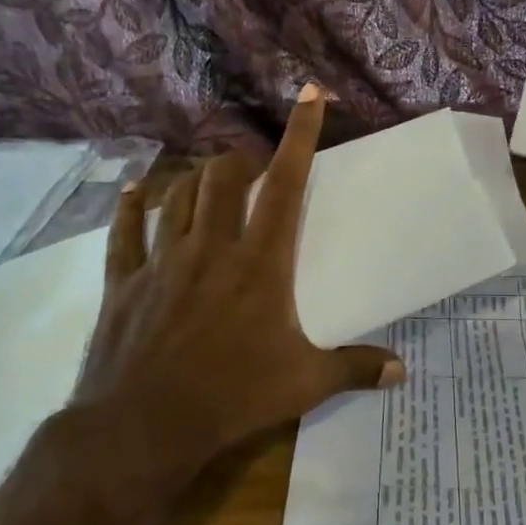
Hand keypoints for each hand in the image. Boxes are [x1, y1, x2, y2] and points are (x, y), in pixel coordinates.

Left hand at [71, 84, 404, 483]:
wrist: (144, 428)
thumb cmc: (232, 398)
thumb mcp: (304, 384)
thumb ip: (354, 369)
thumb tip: (402, 372)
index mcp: (260, 263)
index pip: (284, 184)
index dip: (299, 136)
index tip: (309, 96)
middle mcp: (211, 247)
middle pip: (222, 177)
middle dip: (239, 160)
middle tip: (252, 169)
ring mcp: (162, 261)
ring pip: (177, 196)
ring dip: (195, 180)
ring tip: (209, 181)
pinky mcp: (123, 282)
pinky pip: (124, 233)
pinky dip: (130, 207)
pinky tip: (135, 192)